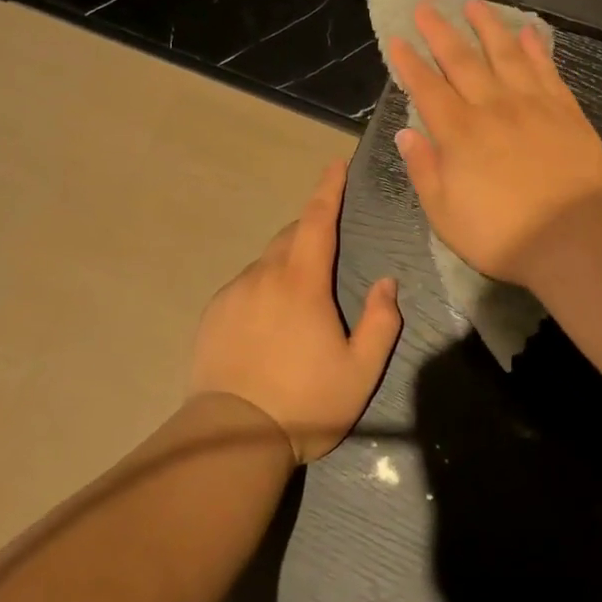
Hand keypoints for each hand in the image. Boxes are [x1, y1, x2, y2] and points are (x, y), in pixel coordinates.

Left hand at [188, 160, 401, 461]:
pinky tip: (268, 324)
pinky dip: (262, 289)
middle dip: (311, 231)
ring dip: (286, 265)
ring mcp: (234, 293)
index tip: (335, 164)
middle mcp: (264, 276)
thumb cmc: (305, 403)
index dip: (328, 189)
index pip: (318, 220)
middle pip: (290, 237)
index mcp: (302, 283)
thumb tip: (387, 283)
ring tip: (298, 302)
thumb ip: (380, 322)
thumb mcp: (360, 371)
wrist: (232, 437)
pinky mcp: (214, 314)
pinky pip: (245, 286)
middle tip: (328, 251)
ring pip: (266, 263)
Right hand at [390, 0, 601, 285]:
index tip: (397, 39)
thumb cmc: (501, 233)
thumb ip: (424, 169)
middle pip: (462, 60)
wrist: (574, 237)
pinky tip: (528, 32)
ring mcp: (532, 104)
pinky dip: (536, 48)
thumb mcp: (444, 213)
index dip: (409, 63)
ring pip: (505, 54)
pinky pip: (546, 69)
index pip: (427, 88)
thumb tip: (406, 133)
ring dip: (487, 27)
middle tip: (426, 7)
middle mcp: (492, 107)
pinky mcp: (565, 110)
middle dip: (440, 32)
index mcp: (458, 132)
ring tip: (474, 4)